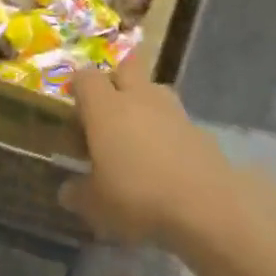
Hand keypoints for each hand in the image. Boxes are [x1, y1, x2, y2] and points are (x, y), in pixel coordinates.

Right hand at [60, 53, 230, 245]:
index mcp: (105, 106)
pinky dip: (166, 130)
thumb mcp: (95, 205)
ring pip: (152, 90)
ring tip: (136, 139)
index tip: (74, 114)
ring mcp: (173, 109)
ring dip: (142, 104)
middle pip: (124, 69)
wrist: (207, 206)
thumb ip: (77, 193)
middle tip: (105, 116)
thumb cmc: (138, 197)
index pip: (85, 77)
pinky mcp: (198, 128)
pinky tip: (163, 160)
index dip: (77, 89)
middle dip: (114, 84)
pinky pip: (174, 118)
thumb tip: (67, 190)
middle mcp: (138, 97)